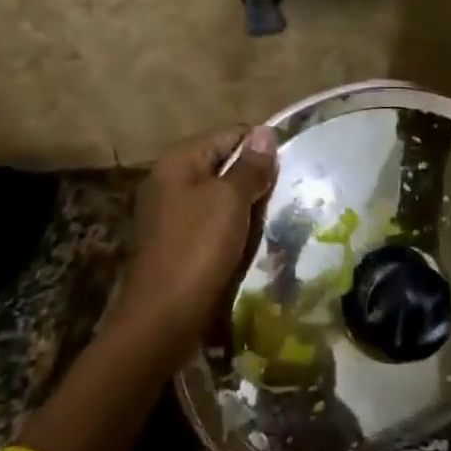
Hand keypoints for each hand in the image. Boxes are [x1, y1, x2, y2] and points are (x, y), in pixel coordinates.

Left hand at [113, 125, 278, 363]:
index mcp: (179, 161)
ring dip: (246, 205)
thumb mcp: (230, 201)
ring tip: (273, 217)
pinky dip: (233, 226)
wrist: (162, 318)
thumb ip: (250, 166)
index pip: (229, 133)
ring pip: (221, 194)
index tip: (288, 167)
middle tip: (285, 194)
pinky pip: (213, 220)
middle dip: (255, 177)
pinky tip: (251, 240)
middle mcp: (171, 179)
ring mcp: (171, 211)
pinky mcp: (178, 240)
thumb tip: (266, 131)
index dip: (260, 146)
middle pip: (224, 163)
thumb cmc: (198, 249)